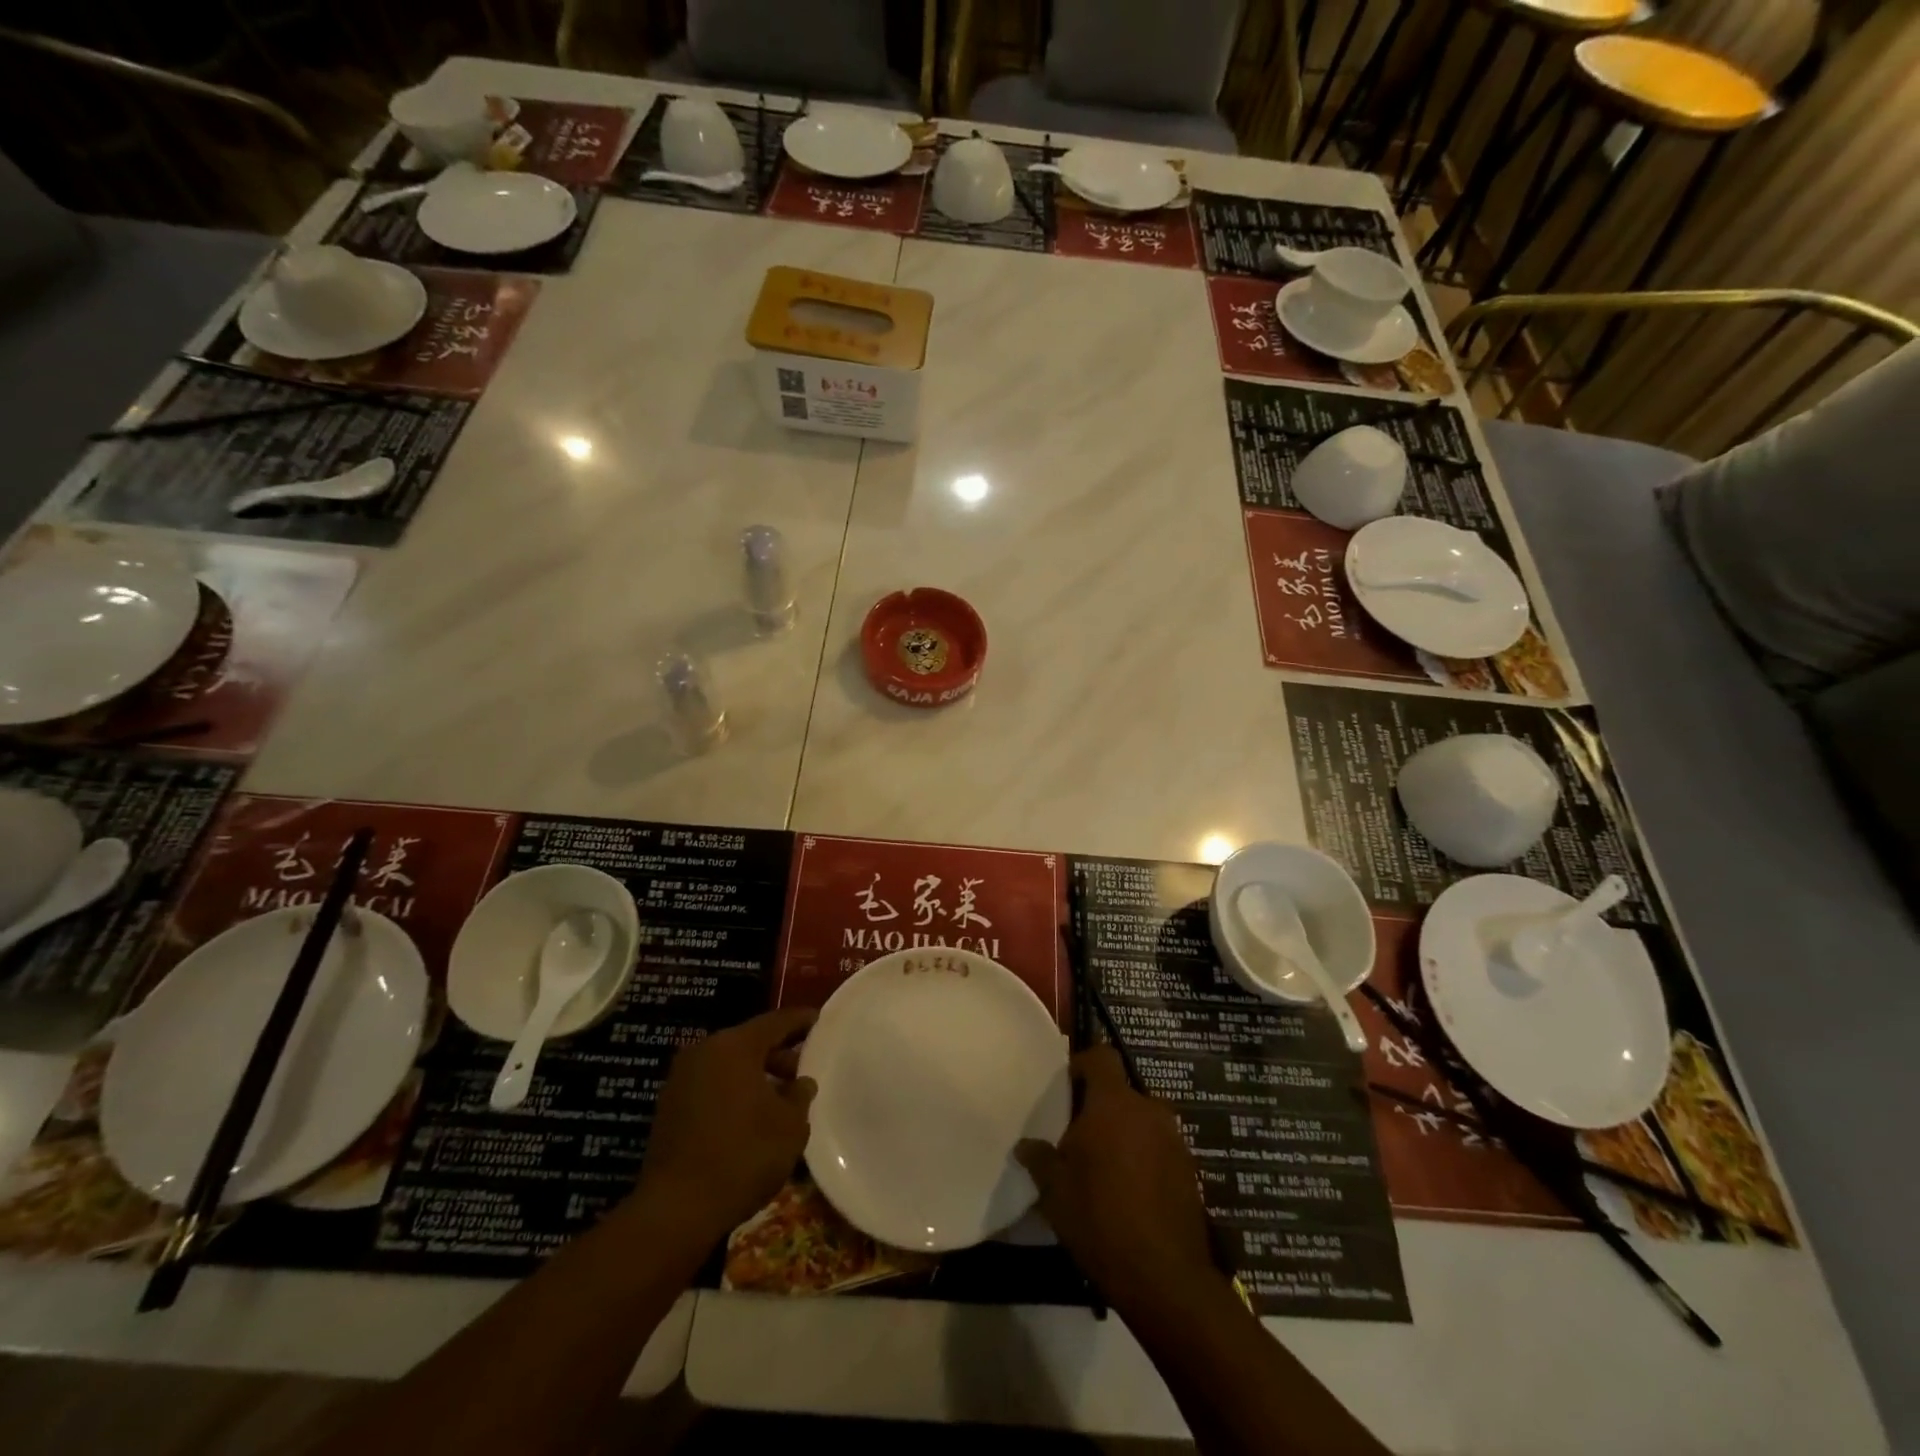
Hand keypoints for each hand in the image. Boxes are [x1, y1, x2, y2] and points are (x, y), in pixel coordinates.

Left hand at [637, 1007, 816, 1244]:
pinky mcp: (669, 1108)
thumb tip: (801, 1083)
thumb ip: (800, 1095)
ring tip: (780, 1097)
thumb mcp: (790, 1126)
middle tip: (804, 1069)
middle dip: (779, 1053)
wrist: (675, 1210)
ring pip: (729, 1065)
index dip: (802, 1021)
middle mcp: (704, 1052)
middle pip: (750, 1041)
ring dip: (755, 1075)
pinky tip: (751, 1116)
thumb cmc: (743, 1156)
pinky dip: (733, 1091)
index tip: (821, 1021)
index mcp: (735, 1046)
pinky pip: (711, 1086)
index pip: (776, 1021)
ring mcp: (681, 1079)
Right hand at [1017, 1047, 1217, 1312]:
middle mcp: (1149, 1110)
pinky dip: (1144, 1160)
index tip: (1067, 1087)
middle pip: (1121, 1093)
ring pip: (1142, 1122)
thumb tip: (1025, 1145)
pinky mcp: (1190, 1171)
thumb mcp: (1055, 1191)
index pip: (1102, 1057)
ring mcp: (1174, 1140)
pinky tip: (1129, 1194)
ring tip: (1104, 1171)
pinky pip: (1159, 1149)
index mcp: (1115, 1103)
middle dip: (1101, 1110)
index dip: (1083, 1064)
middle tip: (1079, 1140)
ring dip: (1124, 1135)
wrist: (1166, 1278)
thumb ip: (1040, 1159)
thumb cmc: (1101, 1219)